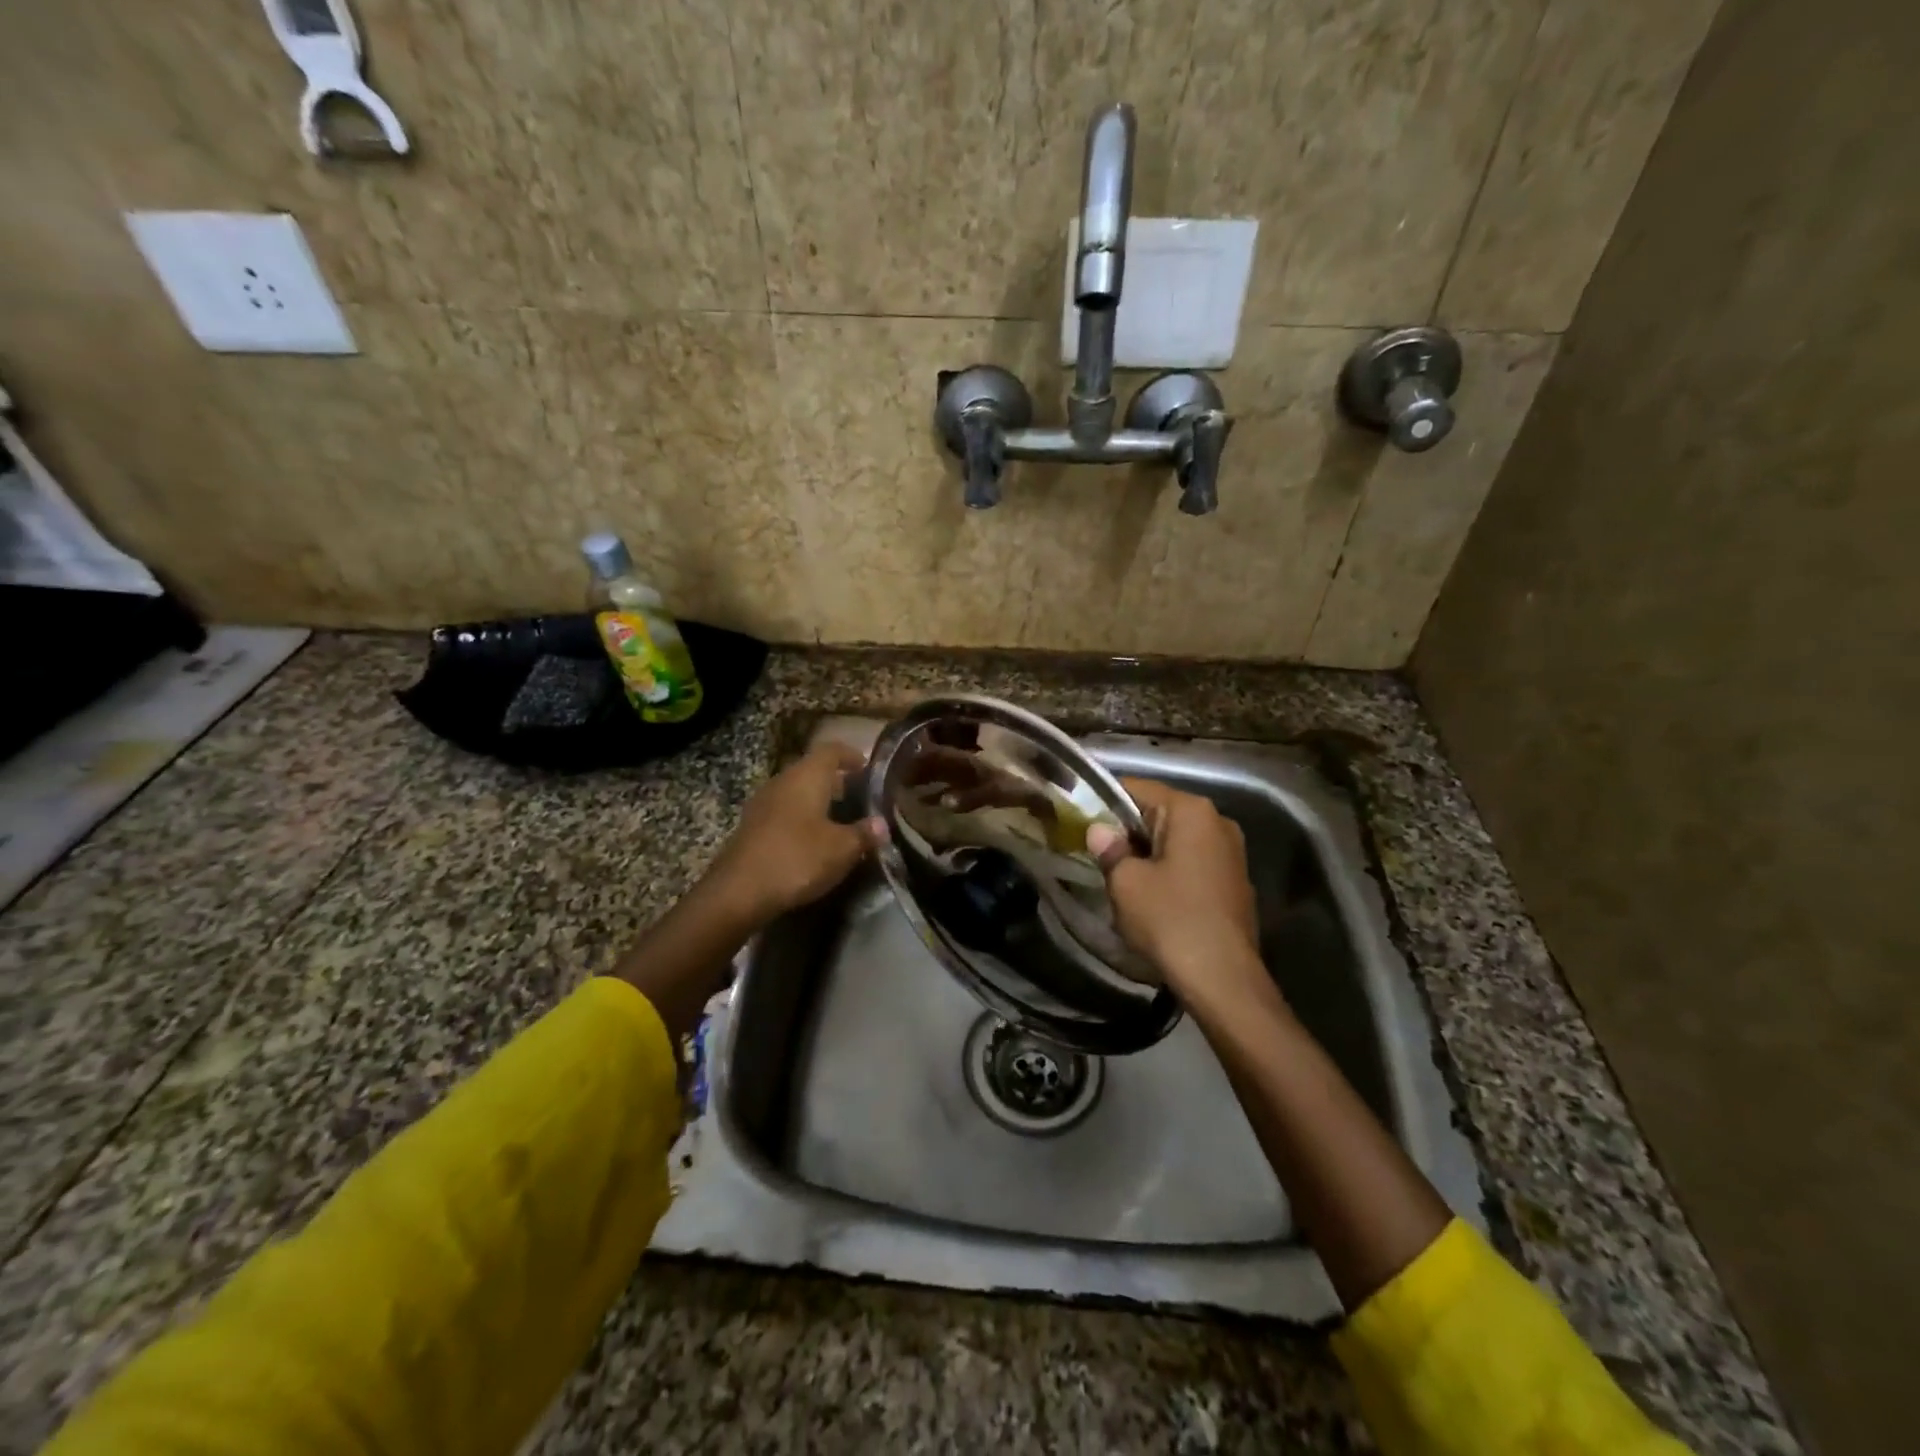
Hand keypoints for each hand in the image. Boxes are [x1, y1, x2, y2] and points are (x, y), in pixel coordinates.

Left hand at [708, 742, 884, 926]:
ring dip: (818, 801)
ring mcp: (763, 803)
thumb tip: (881, 825)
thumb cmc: (797, 858)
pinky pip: (784, 812)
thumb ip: (864, 834)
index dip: (852, 755)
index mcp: (807, 776)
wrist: (738, 891)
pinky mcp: (752, 827)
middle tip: (860, 797)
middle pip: (812, 770)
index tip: (869, 767)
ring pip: (797, 792)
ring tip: (841, 820)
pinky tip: (814, 840)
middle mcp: (782, 781)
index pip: (832, 750)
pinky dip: (802, 818)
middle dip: (837, 781)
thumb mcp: (842, 849)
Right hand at [1086, 779, 1266, 1011]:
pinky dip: (1170, 870)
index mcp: (1191, 811)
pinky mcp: (1235, 881)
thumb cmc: (1170, 920)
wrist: (1223, 979)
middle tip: (1096, 852)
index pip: (1137, 788)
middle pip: (1159, 813)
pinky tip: (1152, 896)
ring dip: (1148, 853)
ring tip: (1120, 877)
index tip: (1080, 820)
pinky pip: (1192, 862)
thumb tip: (1100, 832)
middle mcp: (1218, 821)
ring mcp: (1231, 852)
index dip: (1104, 801)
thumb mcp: (1126, 882)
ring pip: (1176, 839)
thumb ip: (1110, 849)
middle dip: (1127, 830)